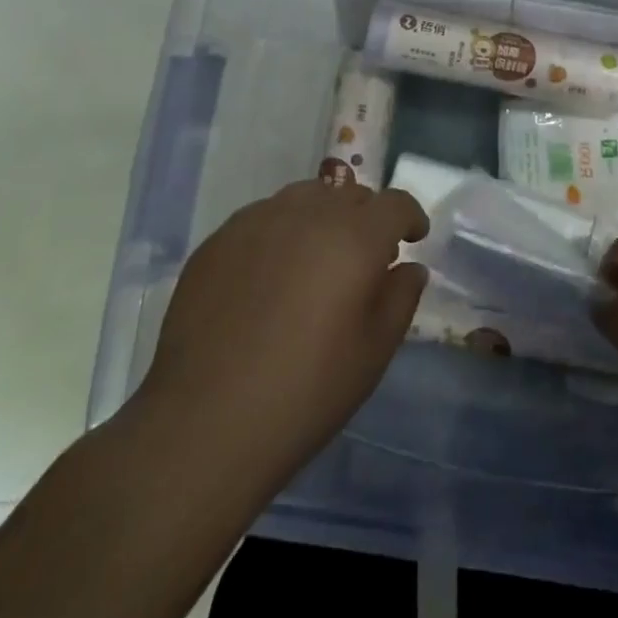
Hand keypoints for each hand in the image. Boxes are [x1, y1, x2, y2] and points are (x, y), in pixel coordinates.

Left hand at [133, 180, 428, 488]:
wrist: (204, 424)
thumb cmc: (306, 391)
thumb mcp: (374, 352)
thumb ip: (401, 297)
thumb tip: (408, 267)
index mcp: (355, 237)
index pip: (395, 203)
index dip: (410, 217)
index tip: (412, 238)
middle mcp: (308, 214)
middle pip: (349, 194)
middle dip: (367, 217)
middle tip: (364, 256)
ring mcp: (257, 222)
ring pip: (304, 198)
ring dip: (322, 217)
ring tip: (316, 257)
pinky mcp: (218, 241)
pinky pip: (262, 218)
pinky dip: (280, 232)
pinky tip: (269, 275)